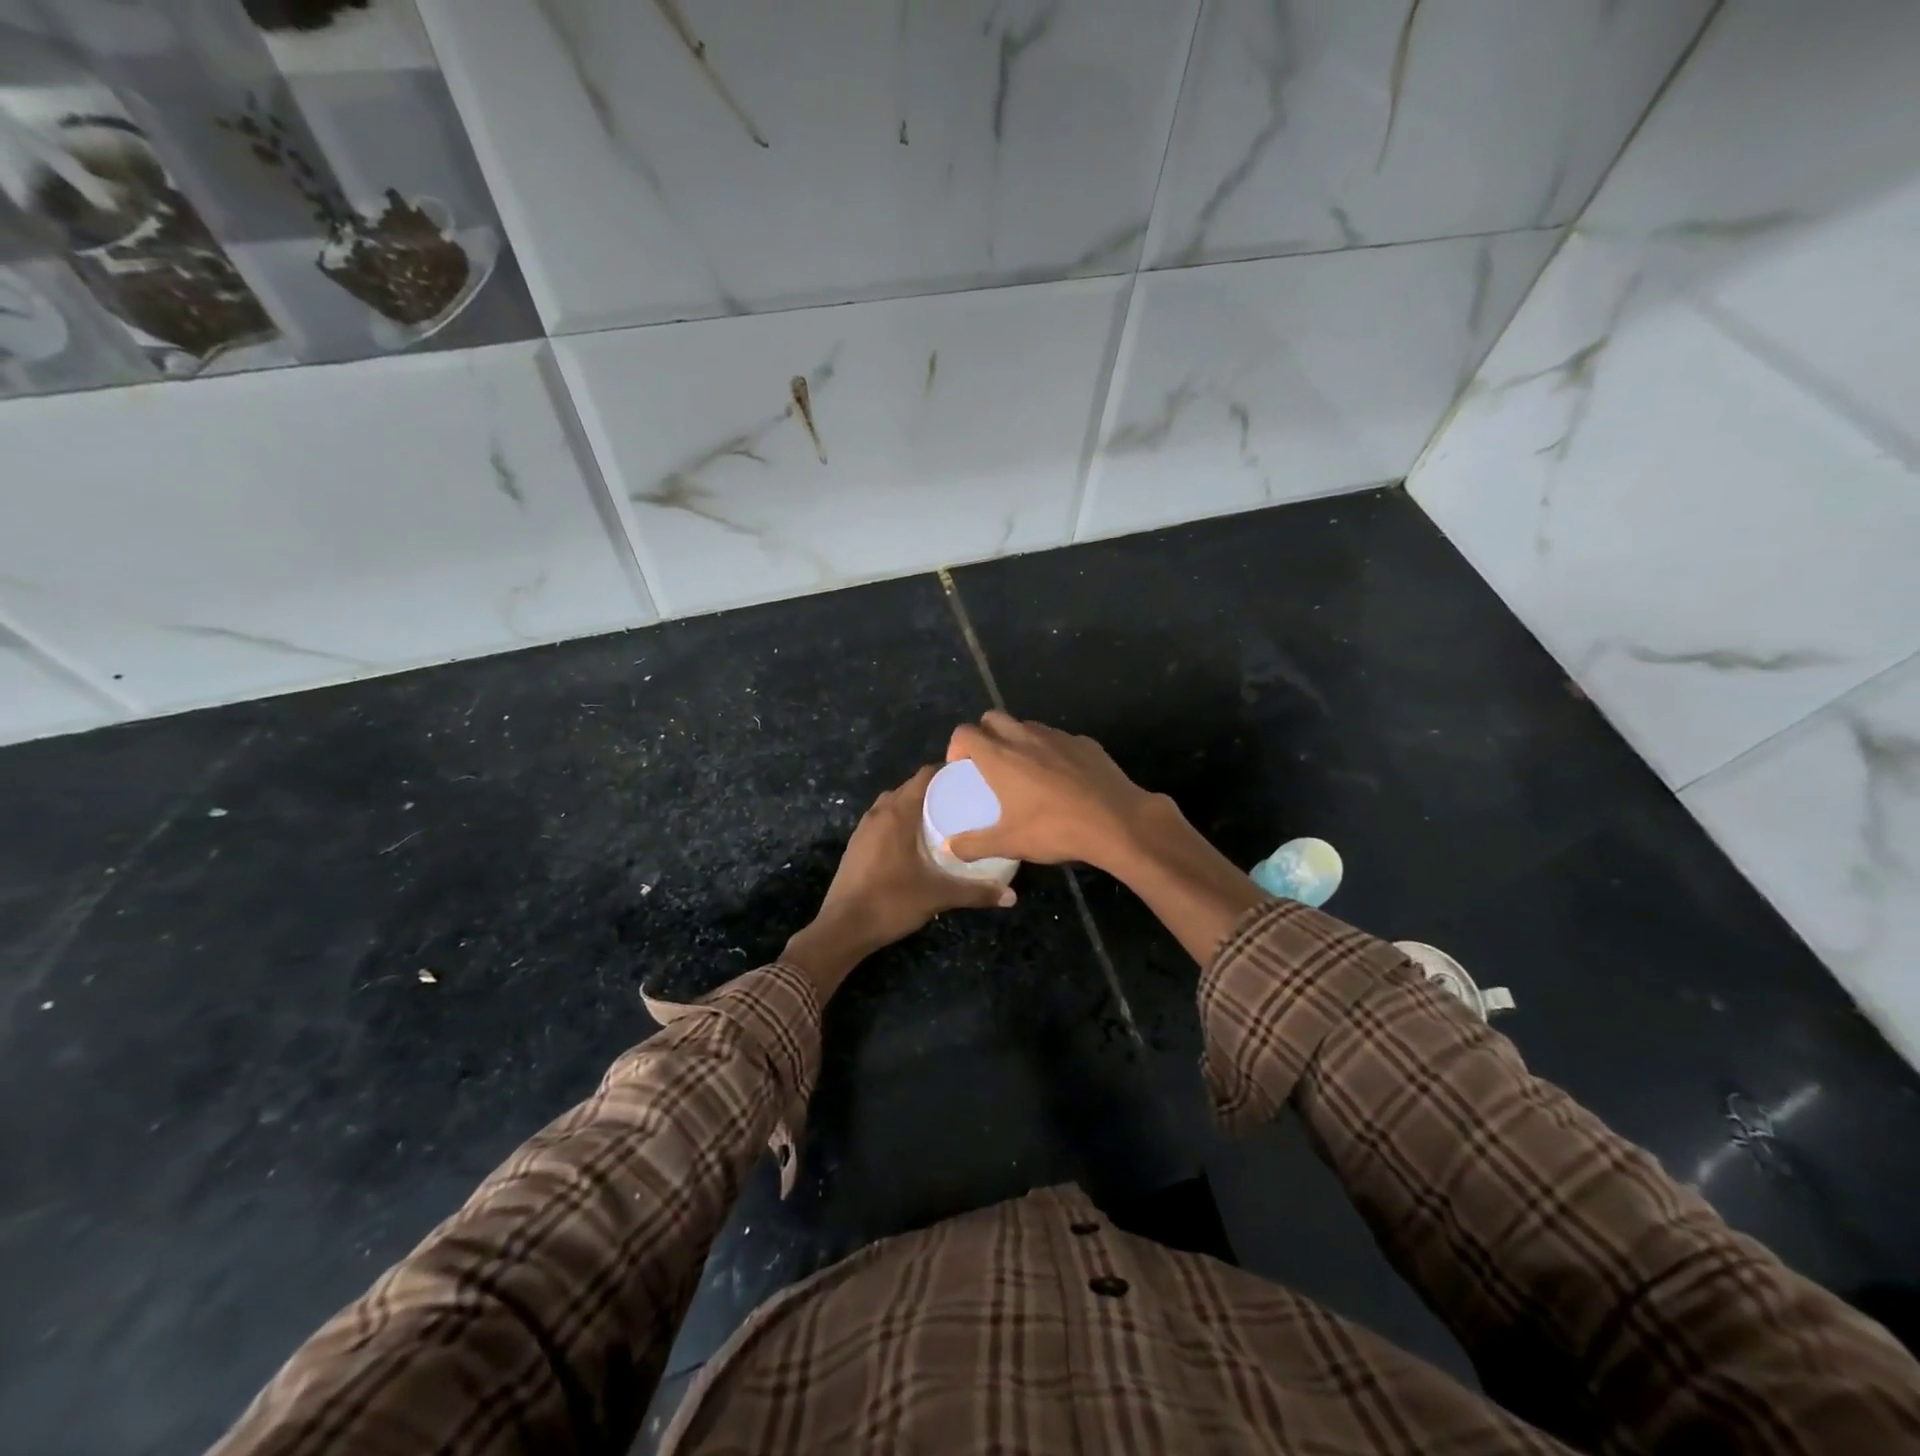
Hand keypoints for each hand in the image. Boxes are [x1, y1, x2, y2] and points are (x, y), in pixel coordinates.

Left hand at [782, 764, 1015, 1000]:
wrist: (842, 928)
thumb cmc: (891, 902)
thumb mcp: (938, 896)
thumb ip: (975, 893)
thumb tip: (1012, 896)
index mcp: (898, 813)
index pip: (924, 776)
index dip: (947, 772)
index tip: (970, 779)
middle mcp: (879, 813)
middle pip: (909, 788)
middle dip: (934, 790)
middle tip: (962, 801)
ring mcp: (863, 829)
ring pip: (892, 804)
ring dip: (914, 806)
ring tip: (941, 819)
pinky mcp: (856, 845)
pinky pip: (882, 821)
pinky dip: (899, 822)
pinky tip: (915, 842)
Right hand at [944, 712, 1159, 873]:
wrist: (1117, 822)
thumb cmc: (1055, 830)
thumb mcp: (1009, 843)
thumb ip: (974, 844)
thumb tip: (950, 848)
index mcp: (1000, 757)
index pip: (966, 732)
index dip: (957, 746)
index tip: (961, 767)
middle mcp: (1025, 737)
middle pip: (993, 718)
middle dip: (985, 734)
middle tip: (988, 763)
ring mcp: (1058, 737)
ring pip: (1027, 726)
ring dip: (1017, 739)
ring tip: (1024, 770)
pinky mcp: (1085, 742)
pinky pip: (1058, 739)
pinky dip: (1050, 750)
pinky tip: (1061, 777)